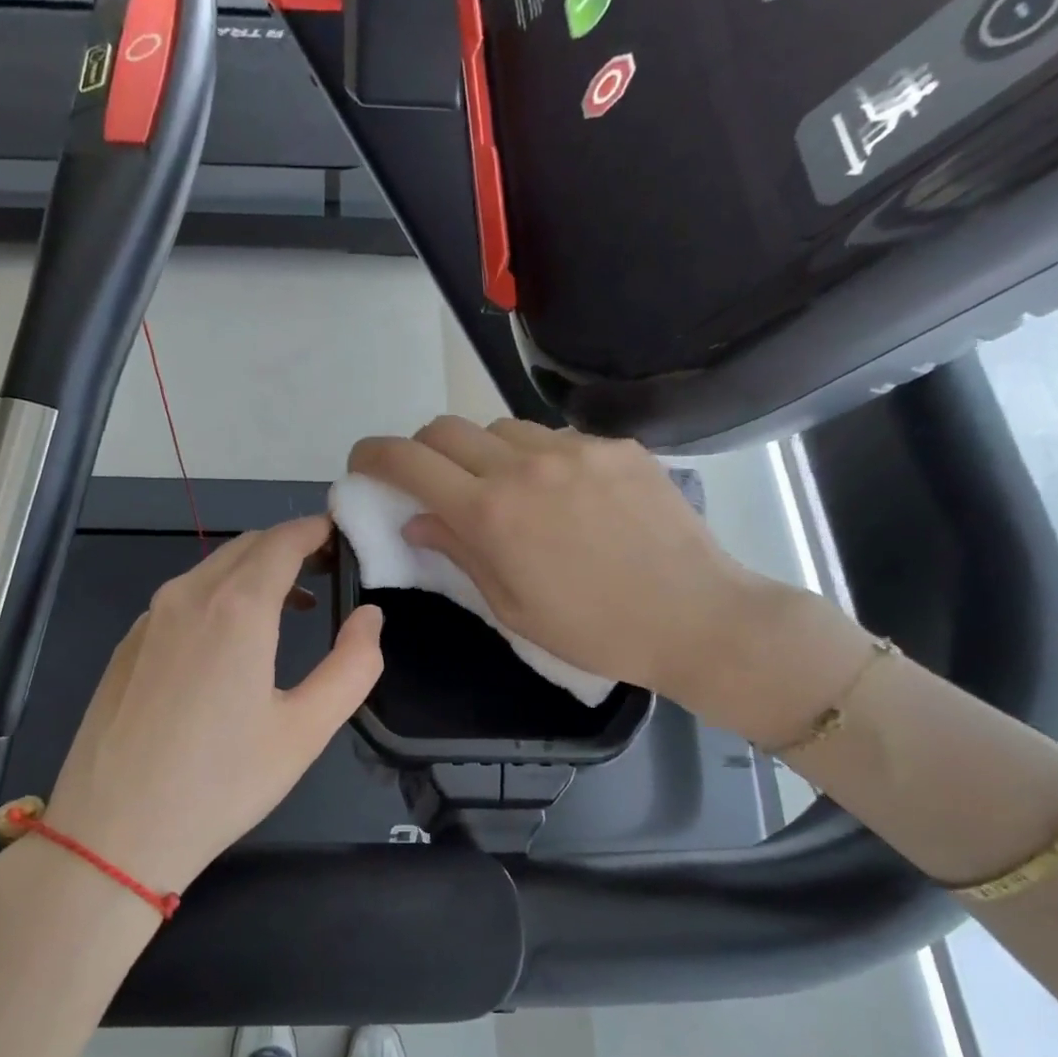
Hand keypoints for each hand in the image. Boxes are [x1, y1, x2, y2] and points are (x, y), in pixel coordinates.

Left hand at [36, 516, 383, 895]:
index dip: (317, 530)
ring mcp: (149, 619)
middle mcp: (187, 596)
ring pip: (211, 570)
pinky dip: (218, 597)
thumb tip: (371, 616)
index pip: (283, 540)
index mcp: (236, 607)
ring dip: (254, 573)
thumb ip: (353, 665)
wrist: (113, 833)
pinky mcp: (127, 645)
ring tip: (289, 607)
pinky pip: (181, 599)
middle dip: (290, 547)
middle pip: (246, 546)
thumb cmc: (221, 784)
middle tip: (327, 571)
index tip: (344, 537)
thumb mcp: (306, 730)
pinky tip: (229, 644)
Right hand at [348, 417, 799, 730]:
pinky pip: (555, 437)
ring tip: (505, 491)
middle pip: (446, 428)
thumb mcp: (510, 607)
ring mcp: (575, 448)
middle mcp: (525, 465)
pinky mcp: (616, 446)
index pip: (409, 460)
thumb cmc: (592, 630)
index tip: (362, 464)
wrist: (695, 617)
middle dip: (423, 451)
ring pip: (500, 426)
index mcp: (491, 513)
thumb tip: (418, 520)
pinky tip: (564, 494)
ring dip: (482, 452)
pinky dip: (537, 457)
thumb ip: (458, 552)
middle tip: (431, 482)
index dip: (373, 455)